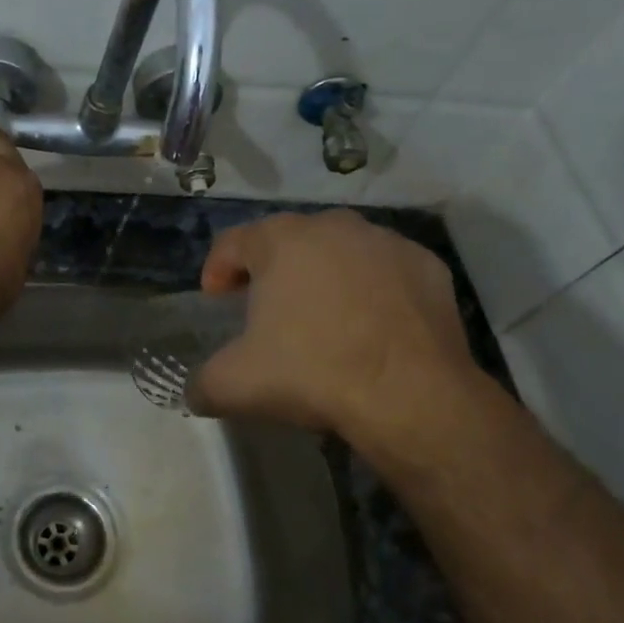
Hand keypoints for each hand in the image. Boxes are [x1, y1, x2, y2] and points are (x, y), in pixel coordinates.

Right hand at [187, 210, 485, 447]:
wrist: (411, 396)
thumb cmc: (312, 373)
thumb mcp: (234, 385)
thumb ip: (202, 382)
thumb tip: (195, 391)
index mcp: (281, 241)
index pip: (232, 243)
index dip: (217, 270)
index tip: (217, 300)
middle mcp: (333, 226)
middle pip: (288, 242)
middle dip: (272, 271)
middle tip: (265, 310)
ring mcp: (386, 242)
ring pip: (340, 253)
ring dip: (324, 277)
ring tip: (322, 320)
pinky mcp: (428, 266)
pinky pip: (385, 272)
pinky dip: (372, 291)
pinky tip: (371, 327)